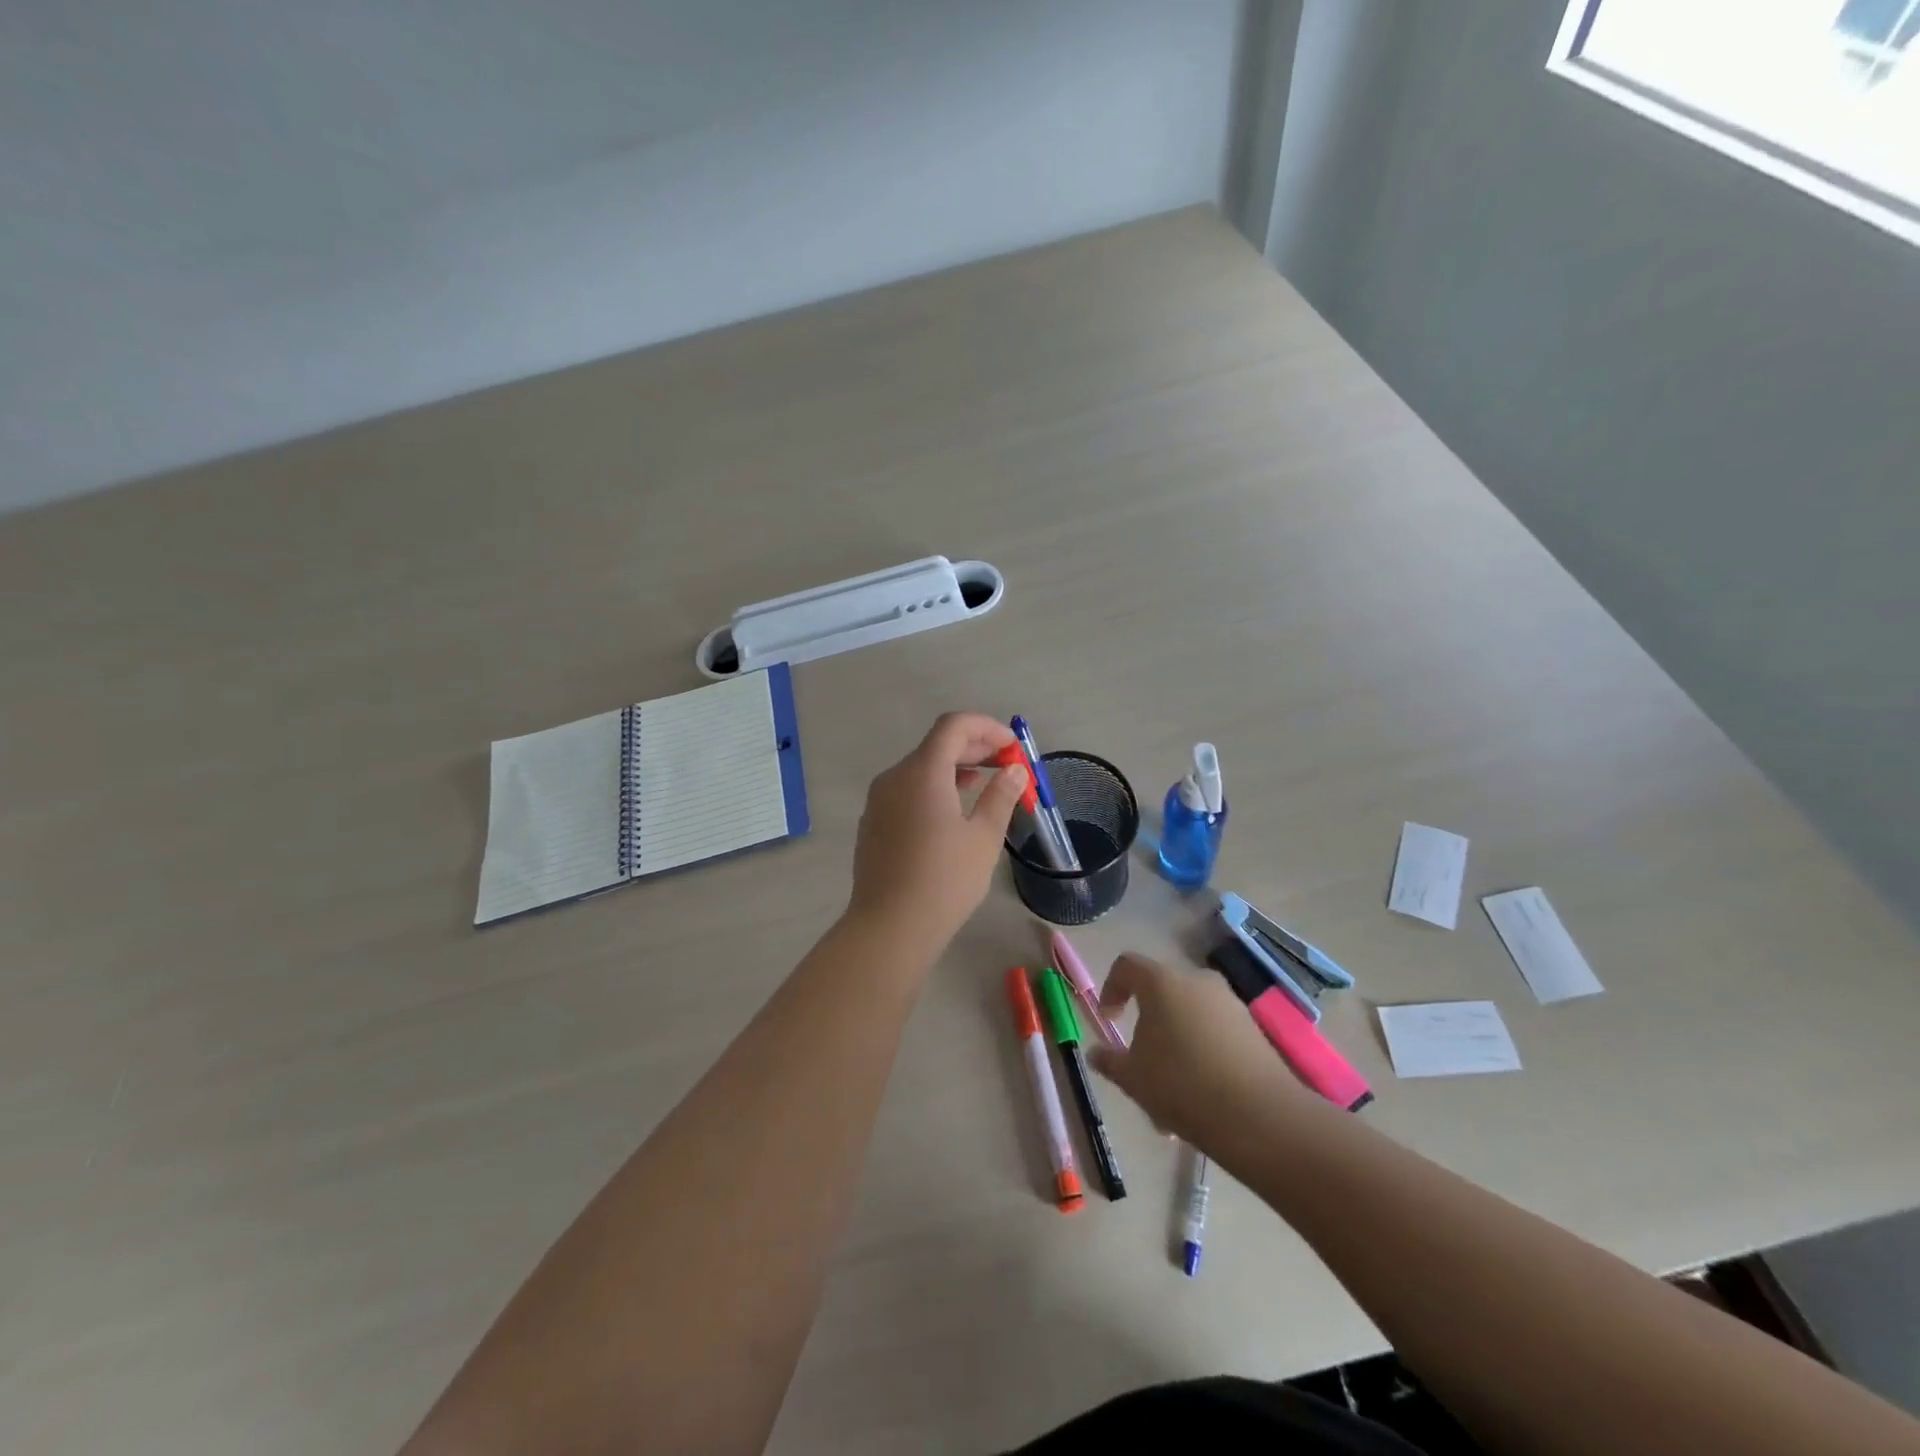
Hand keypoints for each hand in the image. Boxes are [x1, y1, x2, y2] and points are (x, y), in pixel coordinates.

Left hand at [847, 712, 1028, 955]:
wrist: (889, 927)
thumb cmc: (944, 880)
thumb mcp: (983, 837)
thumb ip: (1000, 796)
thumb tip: (1013, 771)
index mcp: (922, 772)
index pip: (954, 726)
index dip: (987, 728)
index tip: (1012, 748)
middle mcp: (895, 777)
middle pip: (937, 744)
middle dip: (975, 748)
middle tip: (1007, 765)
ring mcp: (879, 800)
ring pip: (920, 768)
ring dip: (955, 768)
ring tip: (985, 785)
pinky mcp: (873, 822)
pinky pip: (907, 790)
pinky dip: (934, 788)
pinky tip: (952, 812)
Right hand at [1089, 953, 1306, 1144]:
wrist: (1259, 1116)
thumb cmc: (1182, 1085)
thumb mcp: (1133, 1078)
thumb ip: (1110, 1061)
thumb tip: (1096, 1053)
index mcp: (1161, 982)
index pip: (1126, 966)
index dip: (1111, 988)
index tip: (1109, 1020)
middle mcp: (1196, 981)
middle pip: (1161, 992)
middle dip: (1147, 1023)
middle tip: (1141, 1061)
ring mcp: (1229, 1002)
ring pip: (1189, 1015)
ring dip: (1175, 1042)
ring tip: (1171, 1089)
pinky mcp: (1252, 1027)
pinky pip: (1214, 1030)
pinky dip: (1201, 1051)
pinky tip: (1200, 1093)